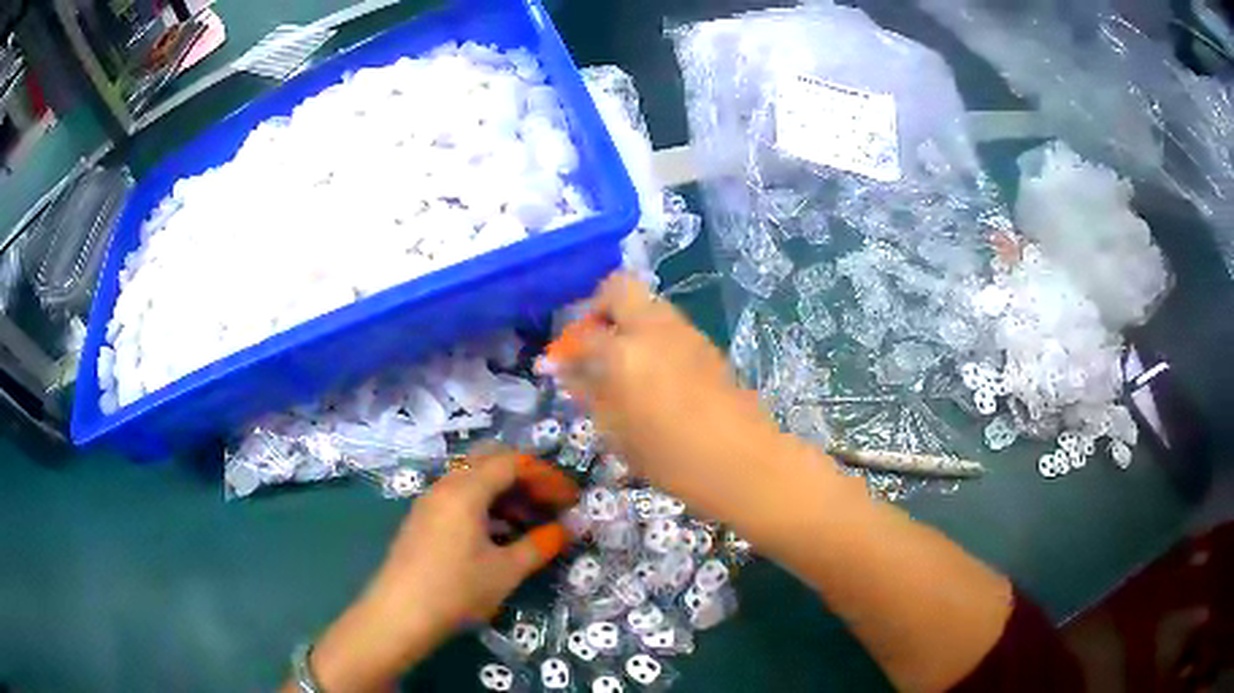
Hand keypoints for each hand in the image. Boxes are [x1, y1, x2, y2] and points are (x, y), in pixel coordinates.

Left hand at [299, 451, 575, 692]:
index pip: (513, 463)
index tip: (571, 498)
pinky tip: (500, 536)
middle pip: (491, 464)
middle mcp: (446, 486)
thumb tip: (568, 529)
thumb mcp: (506, 571)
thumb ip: (540, 545)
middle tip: (552, 506)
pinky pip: (460, 500)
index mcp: (466, 489)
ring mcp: (430, 502)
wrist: (398, 615)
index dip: (546, 476)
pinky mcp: (423, 521)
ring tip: (532, 524)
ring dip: (506, 496)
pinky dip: (486, 508)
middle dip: (526, 481)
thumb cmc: (457, 590)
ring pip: (474, 482)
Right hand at [559, 273, 821, 524]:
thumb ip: (591, 395)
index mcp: (625, 351)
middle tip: (592, 345)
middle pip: (619, 288)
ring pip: (647, 304)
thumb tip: (570, 373)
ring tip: (621, 364)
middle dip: (598, 309)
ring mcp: (686, 332)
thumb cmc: (672, 458)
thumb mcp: (619, 433)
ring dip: (627, 322)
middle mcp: (655, 328)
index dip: (564, 351)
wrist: (743, 461)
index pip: (583, 335)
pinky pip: (669, 326)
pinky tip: (652, 375)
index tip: (555, 367)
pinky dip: (652, 337)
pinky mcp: (707, 345)